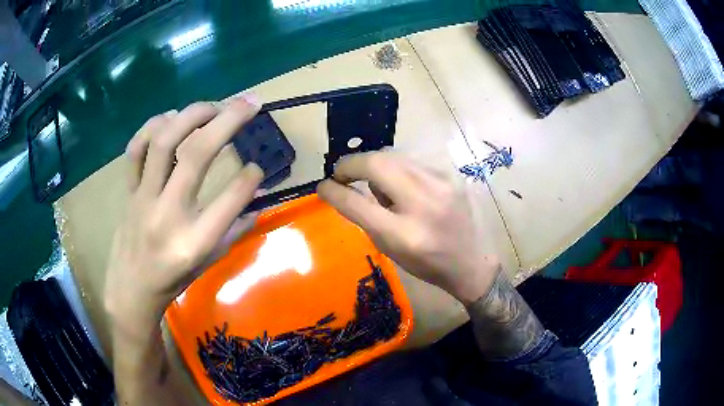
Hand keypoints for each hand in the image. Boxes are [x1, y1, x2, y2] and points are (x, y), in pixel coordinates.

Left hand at [104, 96, 263, 338]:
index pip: (231, 199)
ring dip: (192, 115)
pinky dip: (152, 127)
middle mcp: (168, 214)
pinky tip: (170, 119)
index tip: (257, 167)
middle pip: (197, 155)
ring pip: (164, 143)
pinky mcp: (129, 191)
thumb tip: (258, 198)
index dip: (250, 177)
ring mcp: (144, 199)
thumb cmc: (174, 280)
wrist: (131, 288)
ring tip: (212, 106)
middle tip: (250, 102)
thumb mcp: (209, 262)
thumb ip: (235, 229)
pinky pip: (135, 150)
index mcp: (195, 242)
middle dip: (229, 121)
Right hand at [317, 152, 499, 304]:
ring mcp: (440, 183)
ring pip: (393, 155)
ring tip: (373, 182)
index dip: (333, 191)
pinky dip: (396, 168)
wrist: (469, 261)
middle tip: (341, 174)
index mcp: (403, 234)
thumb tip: (348, 188)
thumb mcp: (390, 249)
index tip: (322, 185)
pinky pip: (411, 161)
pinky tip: (400, 184)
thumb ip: (366, 218)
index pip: (357, 202)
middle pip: (376, 163)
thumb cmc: (426, 263)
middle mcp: (423, 203)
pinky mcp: (449, 174)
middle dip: (350, 164)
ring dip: (373, 164)